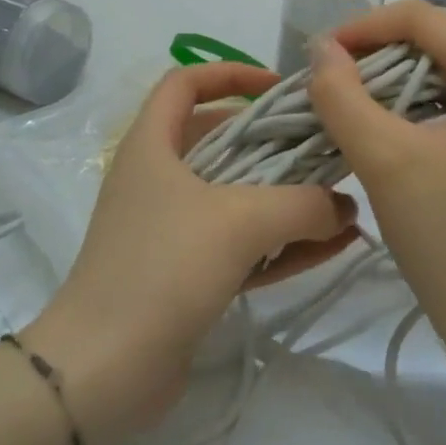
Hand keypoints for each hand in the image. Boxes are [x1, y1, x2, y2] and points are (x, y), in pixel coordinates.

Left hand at [25, 63, 358, 444]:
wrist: (103, 370)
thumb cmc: (162, 268)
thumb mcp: (239, 222)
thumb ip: (301, 205)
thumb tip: (342, 206)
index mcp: (152, 143)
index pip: (185, 82)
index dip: (231, 74)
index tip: (280, 89)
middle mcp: (157, 177)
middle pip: (219, 139)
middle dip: (273, 142)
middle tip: (325, 148)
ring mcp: (169, 228)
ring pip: (234, 196)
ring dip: (284, 197)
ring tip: (341, 200)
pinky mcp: (184, 274)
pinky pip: (239, 245)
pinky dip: (280, 242)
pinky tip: (332, 245)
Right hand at [305, 0, 445, 371]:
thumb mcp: (385, 160)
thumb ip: (343, 95)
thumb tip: (321, 48)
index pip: (426, 18)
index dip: (366, 26)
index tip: (321, 55)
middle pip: (436, 39)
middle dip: (376, 50)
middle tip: (329, 78)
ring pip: (440, 69)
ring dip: (389, 77)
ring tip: (345, 99)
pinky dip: (408, 104)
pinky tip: (378, 125)